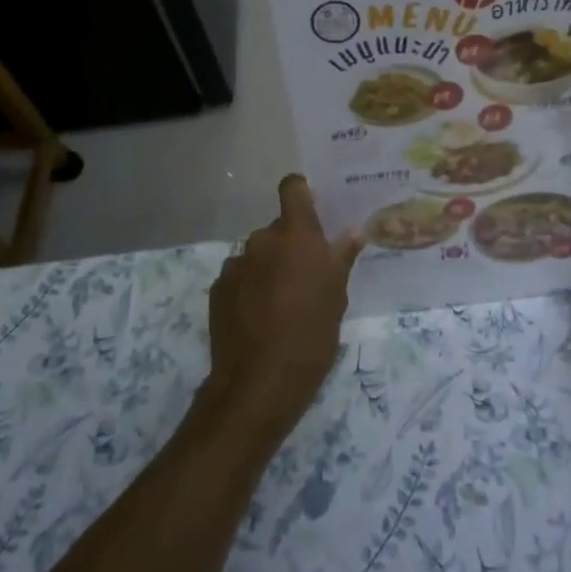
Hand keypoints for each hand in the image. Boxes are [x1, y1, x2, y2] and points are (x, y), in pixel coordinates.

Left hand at [205, 174, 362, 441]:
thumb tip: (353, 233)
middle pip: (277, 229)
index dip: (301, 193)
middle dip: (289, 245)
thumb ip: (341, 258)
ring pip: (257, 255)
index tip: (311, 210)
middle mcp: (262, 240)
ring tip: (280, 303)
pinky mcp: (217, 289)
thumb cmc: (312, 335)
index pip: (292, 188)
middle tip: (305, 277)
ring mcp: (235, 264)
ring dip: (268, 268)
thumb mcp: (337, 297)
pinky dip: (249, 288)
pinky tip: (258, 318)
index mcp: (296, 236)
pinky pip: (240, 277)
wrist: (259, 383)